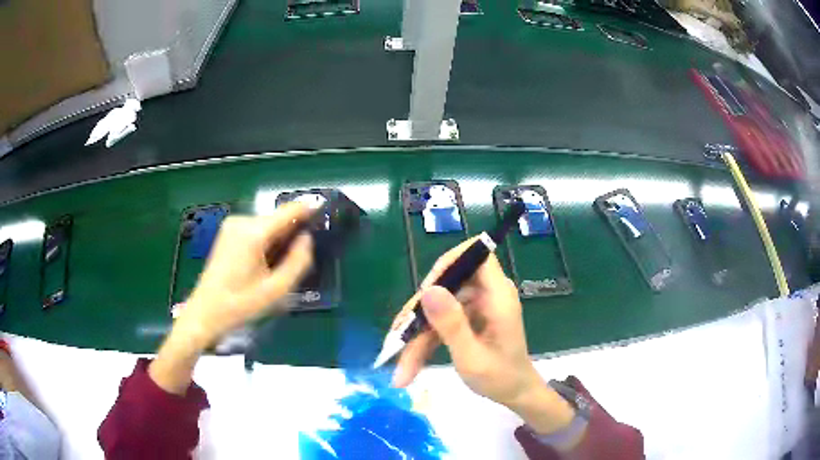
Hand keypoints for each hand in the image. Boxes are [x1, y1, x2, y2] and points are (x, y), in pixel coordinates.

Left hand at [150, 203, 313, 394]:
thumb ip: (298, 262)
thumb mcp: (276, 290)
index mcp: (254, 233)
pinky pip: (256, 230)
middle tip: (303, 257)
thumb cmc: (241, 305)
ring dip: (280, 239)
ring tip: (282, 266)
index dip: (310, 210)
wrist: (205, 312)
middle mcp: (242, 221)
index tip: (326, 214)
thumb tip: (307, 239)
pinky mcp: (228, 232)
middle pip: (278, 219)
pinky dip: (267, 241)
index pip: (289, 211)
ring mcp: (233, 225)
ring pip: (268, 225)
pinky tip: (266, 263)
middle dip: (293, 233)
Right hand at [391, 238, 572, 432]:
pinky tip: (409, 365)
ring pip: (438, 306)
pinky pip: (440, 320)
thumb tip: (428, 290)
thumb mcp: (472, 357)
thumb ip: (452, 325)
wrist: (514, 393)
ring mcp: (477, 306)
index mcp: (498, 296)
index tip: (425, 291)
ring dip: (417, 334)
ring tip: (401, 367)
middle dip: (419, 313)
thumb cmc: (501, 378)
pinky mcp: (468, 318)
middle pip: (447, 284)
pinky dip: (425, 340)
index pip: (476, 255)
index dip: (449, 263)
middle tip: (398, 338)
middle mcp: (487, 294)